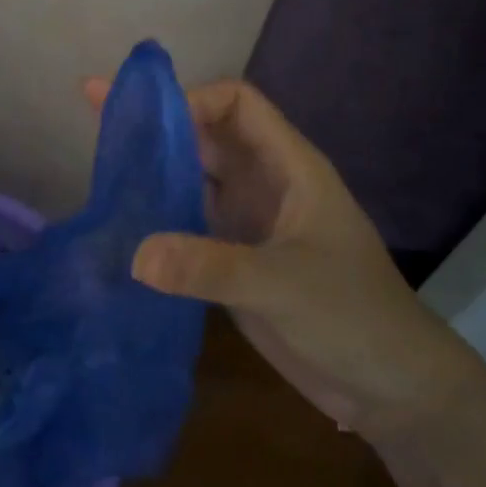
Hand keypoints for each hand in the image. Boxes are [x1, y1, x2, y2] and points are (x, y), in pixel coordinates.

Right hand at [84, 76, 477, 440]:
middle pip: (205, 134)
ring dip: (151, 165)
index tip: (146, 120)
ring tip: (98, 157)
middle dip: (156, 120)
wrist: (389, 387)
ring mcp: (247, 221)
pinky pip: (186, 220)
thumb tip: (135, 256)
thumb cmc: (354, 317)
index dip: (193, 100)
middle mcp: (264, 184)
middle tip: (96, 107)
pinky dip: (155, 212)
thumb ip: (212, 268)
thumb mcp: (285, 285)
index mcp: (289, 167)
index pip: (237, 104)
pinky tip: (119, 218)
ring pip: (192, 176)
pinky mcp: (232, 258)